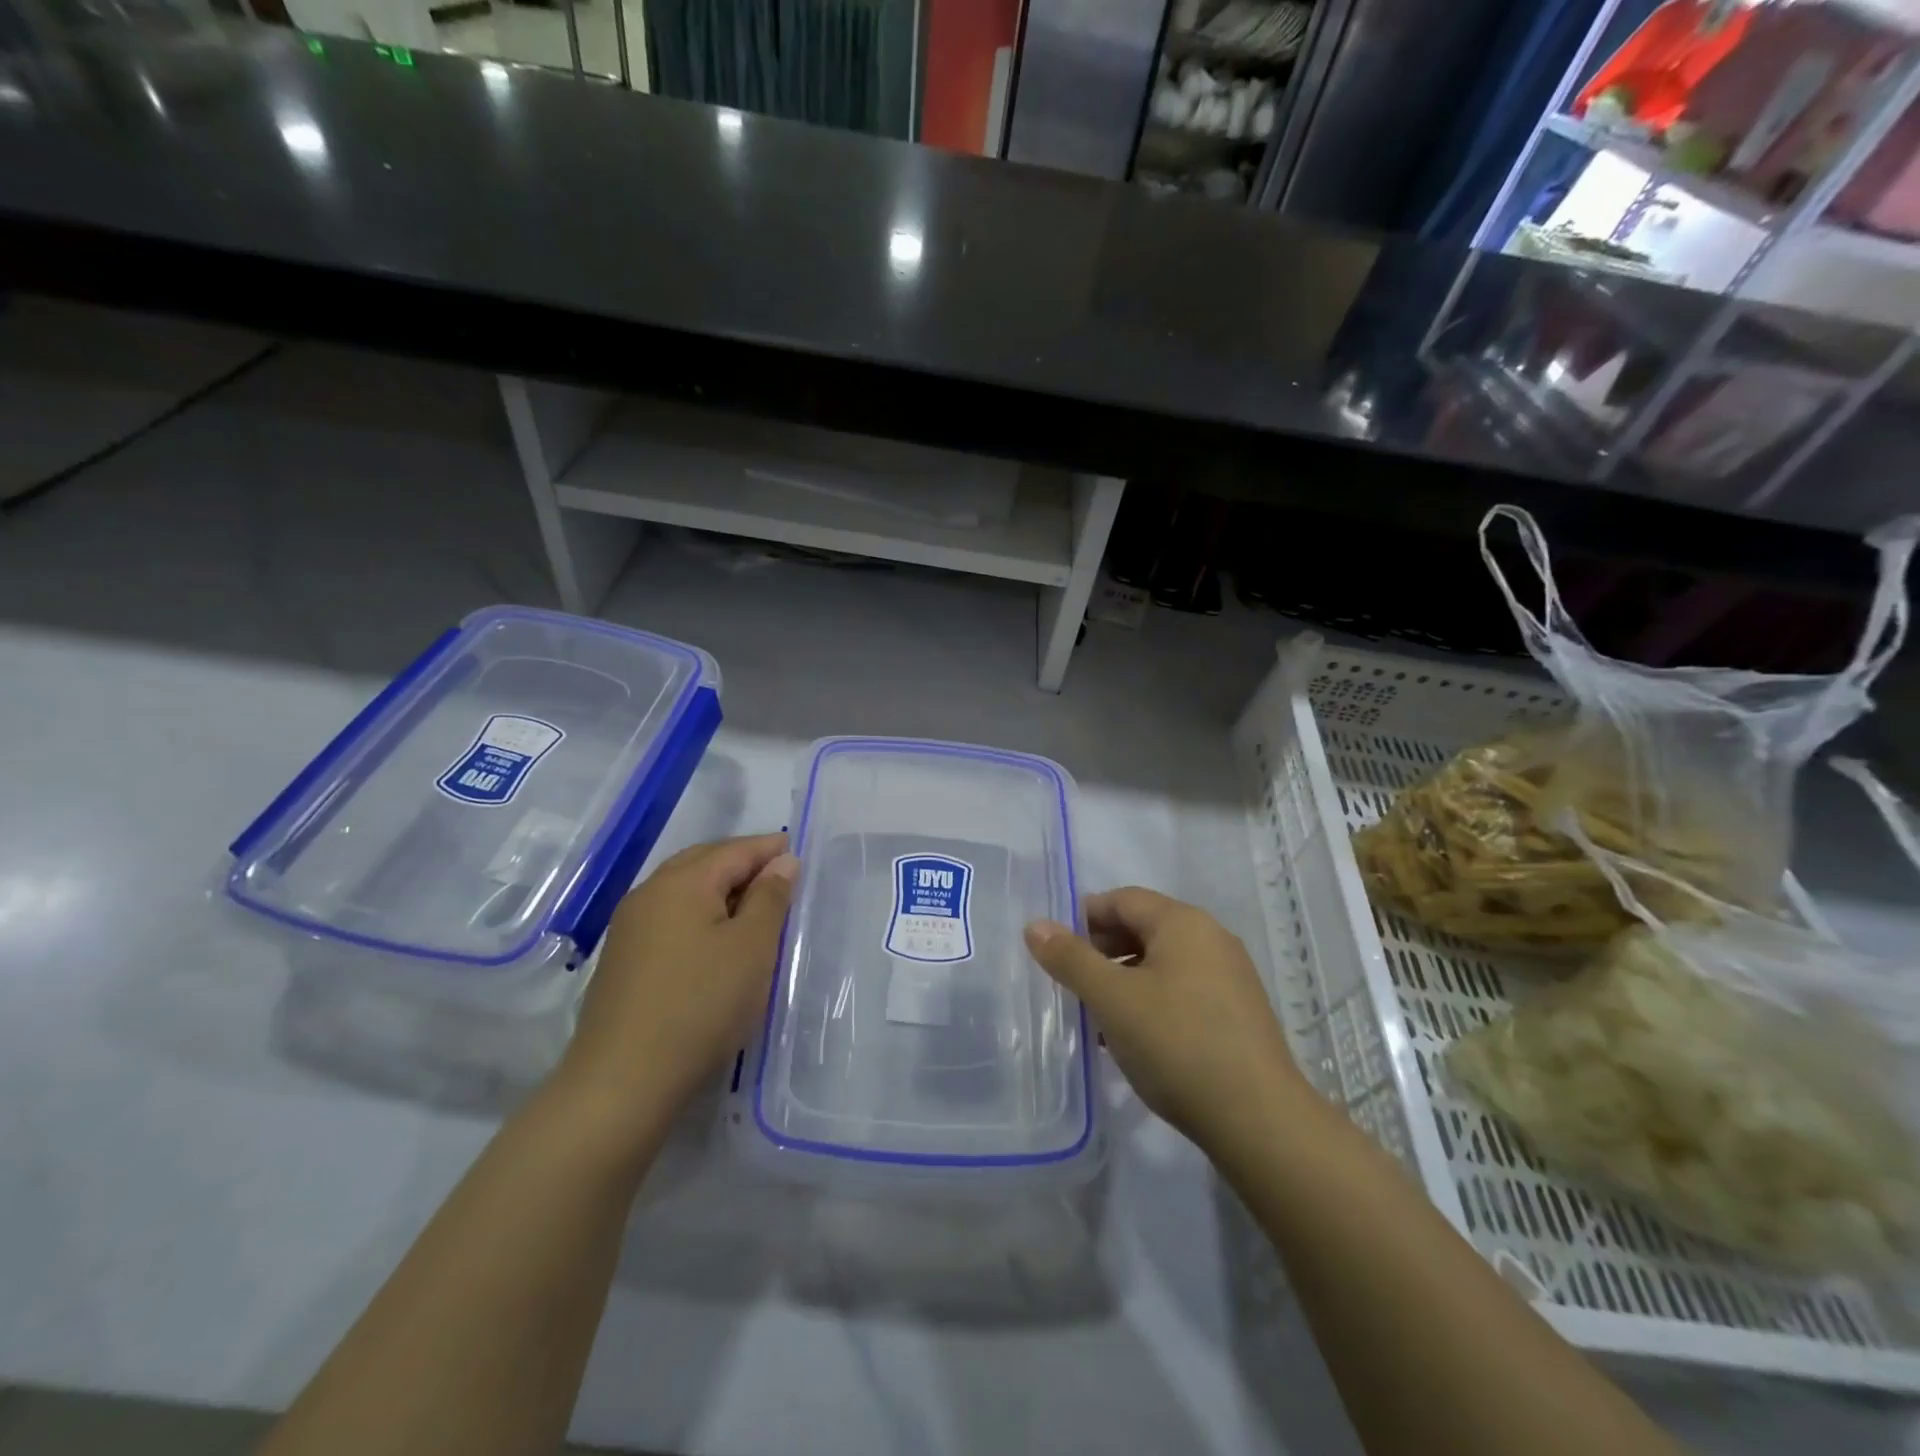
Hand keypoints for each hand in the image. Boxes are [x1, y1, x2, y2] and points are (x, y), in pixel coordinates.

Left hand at [563, 834, 797, 1113]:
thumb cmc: (701, 1005)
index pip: (734, 850)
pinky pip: (670, 915)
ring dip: (720, 888)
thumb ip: (770, 898)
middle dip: (742, 863)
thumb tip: (782, 861)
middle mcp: (650, 892)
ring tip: (753, 906)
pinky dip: (700, 912)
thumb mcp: (752, 948)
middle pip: (704, 862)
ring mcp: (630, 926)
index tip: (798, 853)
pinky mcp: (623, 958)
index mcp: (682, 882)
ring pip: (684, 889)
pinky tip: (715, 937)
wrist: (622, 1081)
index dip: (768, 849)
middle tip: (779, 876)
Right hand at [1024, 888, 1313, 1148]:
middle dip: (1101, 950)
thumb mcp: (1112, 999)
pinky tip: (1132, 1038)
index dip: (1082, 918)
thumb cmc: (1177, 1044)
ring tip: (1094, 1015)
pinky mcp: (1237, 1014)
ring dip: (1123, 980)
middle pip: (1143, 928)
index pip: (1122, 899)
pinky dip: (1150, 1001)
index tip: (1053, 949)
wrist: (1259, 1120)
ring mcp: (1229, 977)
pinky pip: (1182, 990)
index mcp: (1183, 923)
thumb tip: (1035, 925)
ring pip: (1161, 963)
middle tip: (1070, 983)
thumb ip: (1070, 959)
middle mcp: (1211, 938)